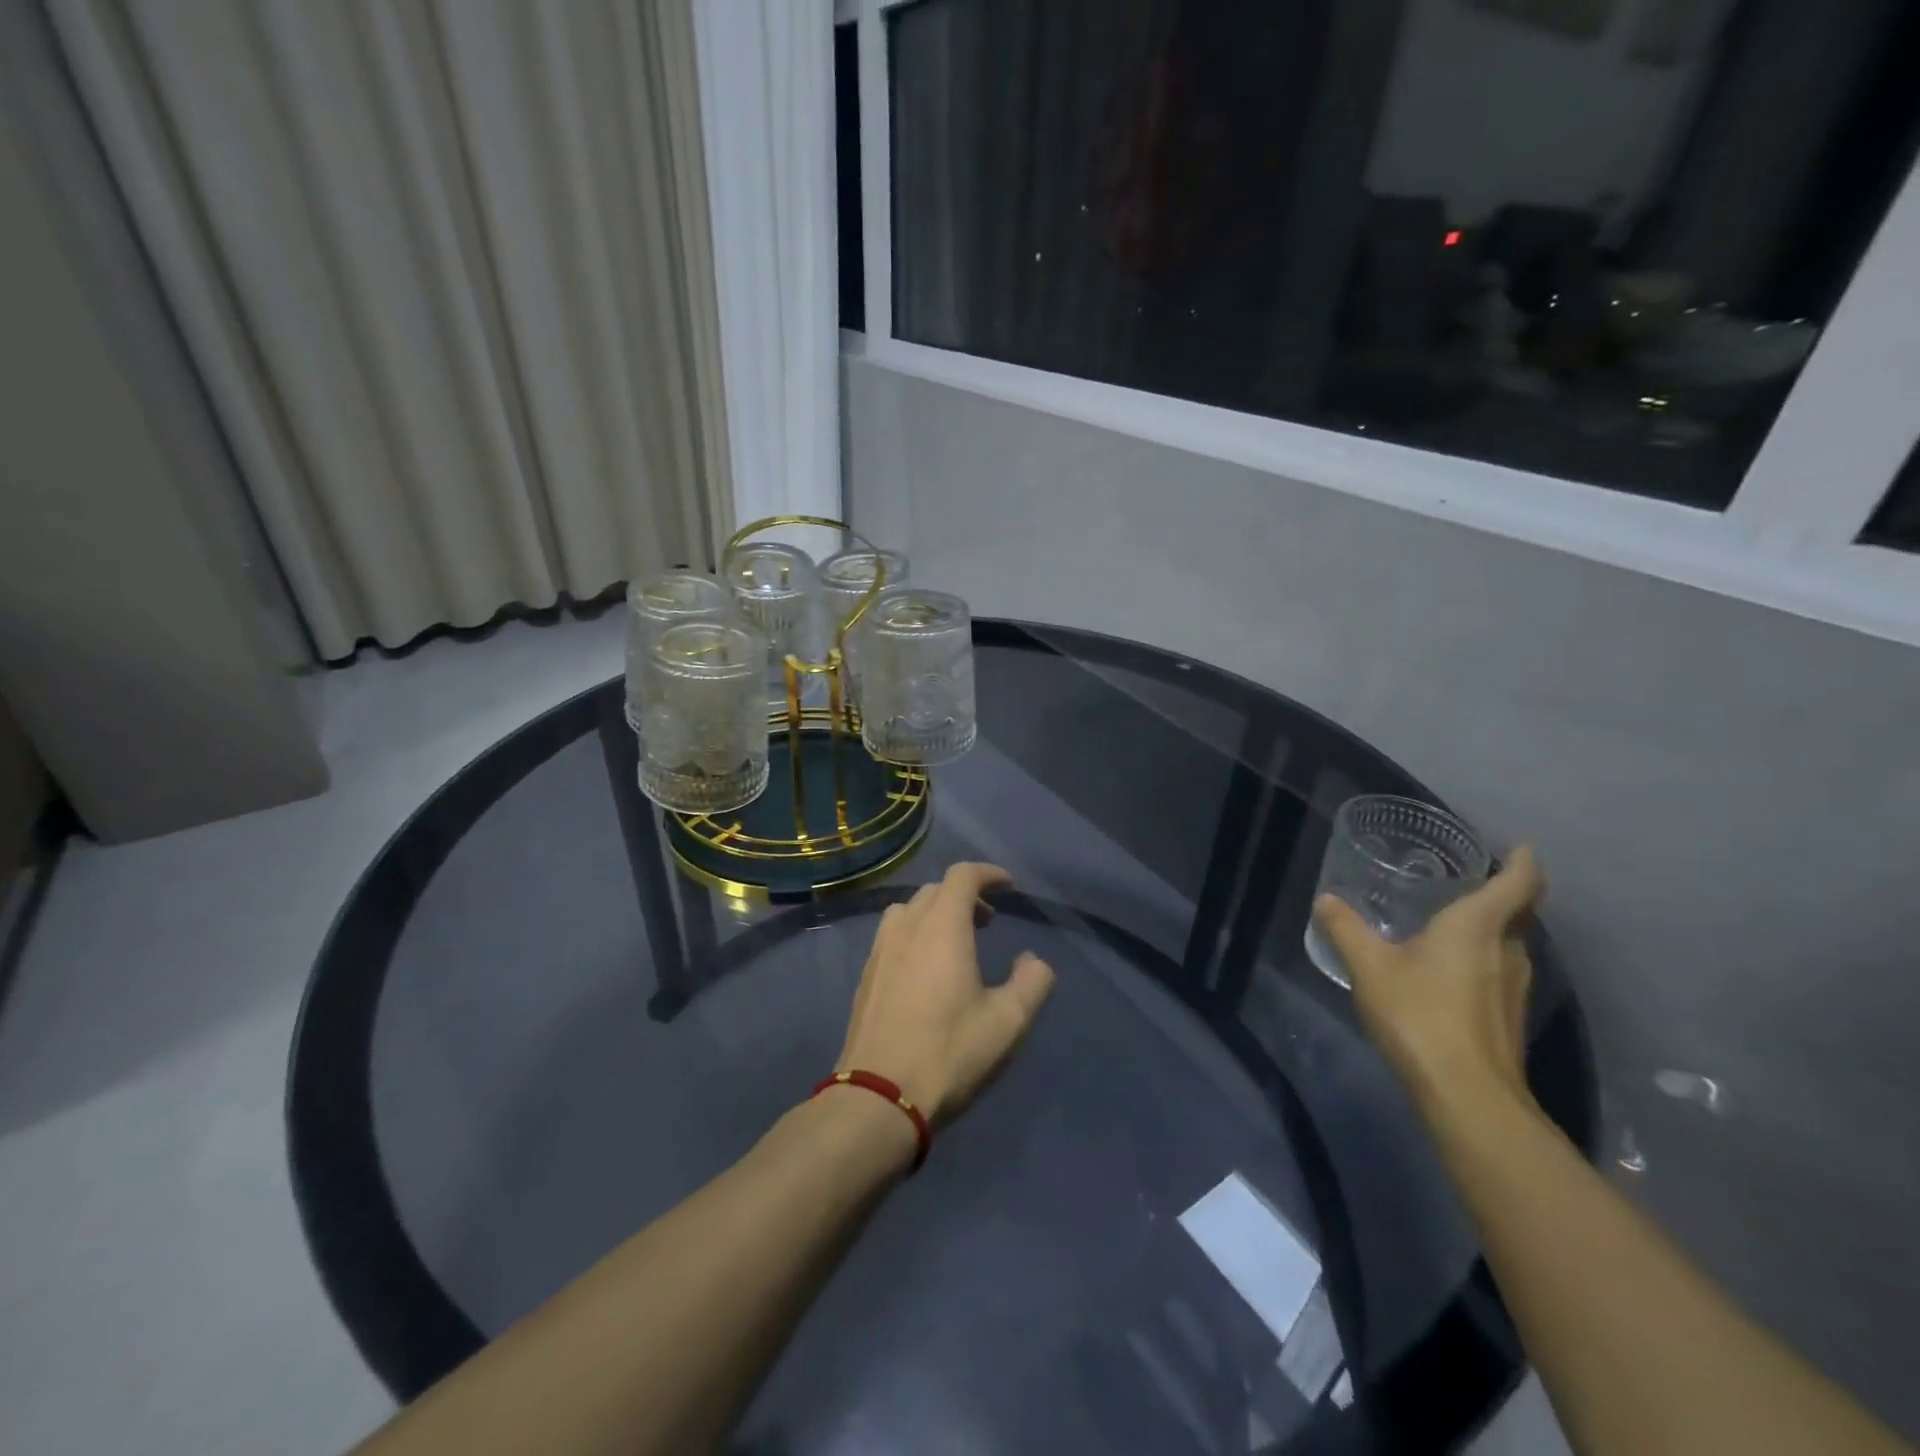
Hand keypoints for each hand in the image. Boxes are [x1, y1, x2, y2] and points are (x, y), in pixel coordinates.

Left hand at [836, 863, 1056, 1127]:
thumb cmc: (949, 1053)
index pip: (962, 876)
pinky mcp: (866, 977)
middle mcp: (907, 927)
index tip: (1008, 886)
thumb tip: (1032, 960)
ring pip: (909, 910)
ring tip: (955, 941)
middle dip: (965, 895)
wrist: (878, 1097)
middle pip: (935, 890)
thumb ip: (1032, 982)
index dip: (988, 874)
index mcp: (942, 927)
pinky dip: (914, 934)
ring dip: (935, 913)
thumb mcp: (1008, 1022)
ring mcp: (880, 951)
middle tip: (988, 920)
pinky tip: (925, 970)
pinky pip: (892, 936)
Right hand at [1313, 846, 1543, 1114]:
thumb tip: (1327, 900)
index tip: (1519, 846)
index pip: (1518, 882)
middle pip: (1517, 913)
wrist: (1467, 1095)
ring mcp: (1516, 988)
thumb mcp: (1369, 966)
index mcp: (1478, 925)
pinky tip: (1448, 973)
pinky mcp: (1511, 1019)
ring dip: (1489, 931)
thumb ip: (1346, 929)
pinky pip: (1500, 974)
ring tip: (1451, 926)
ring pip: (1509, 946)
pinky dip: (1482, 962)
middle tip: (1466, 883)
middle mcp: (1509, 950)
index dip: (1522, 861)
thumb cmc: (1419, 1014)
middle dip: (1500, 895)